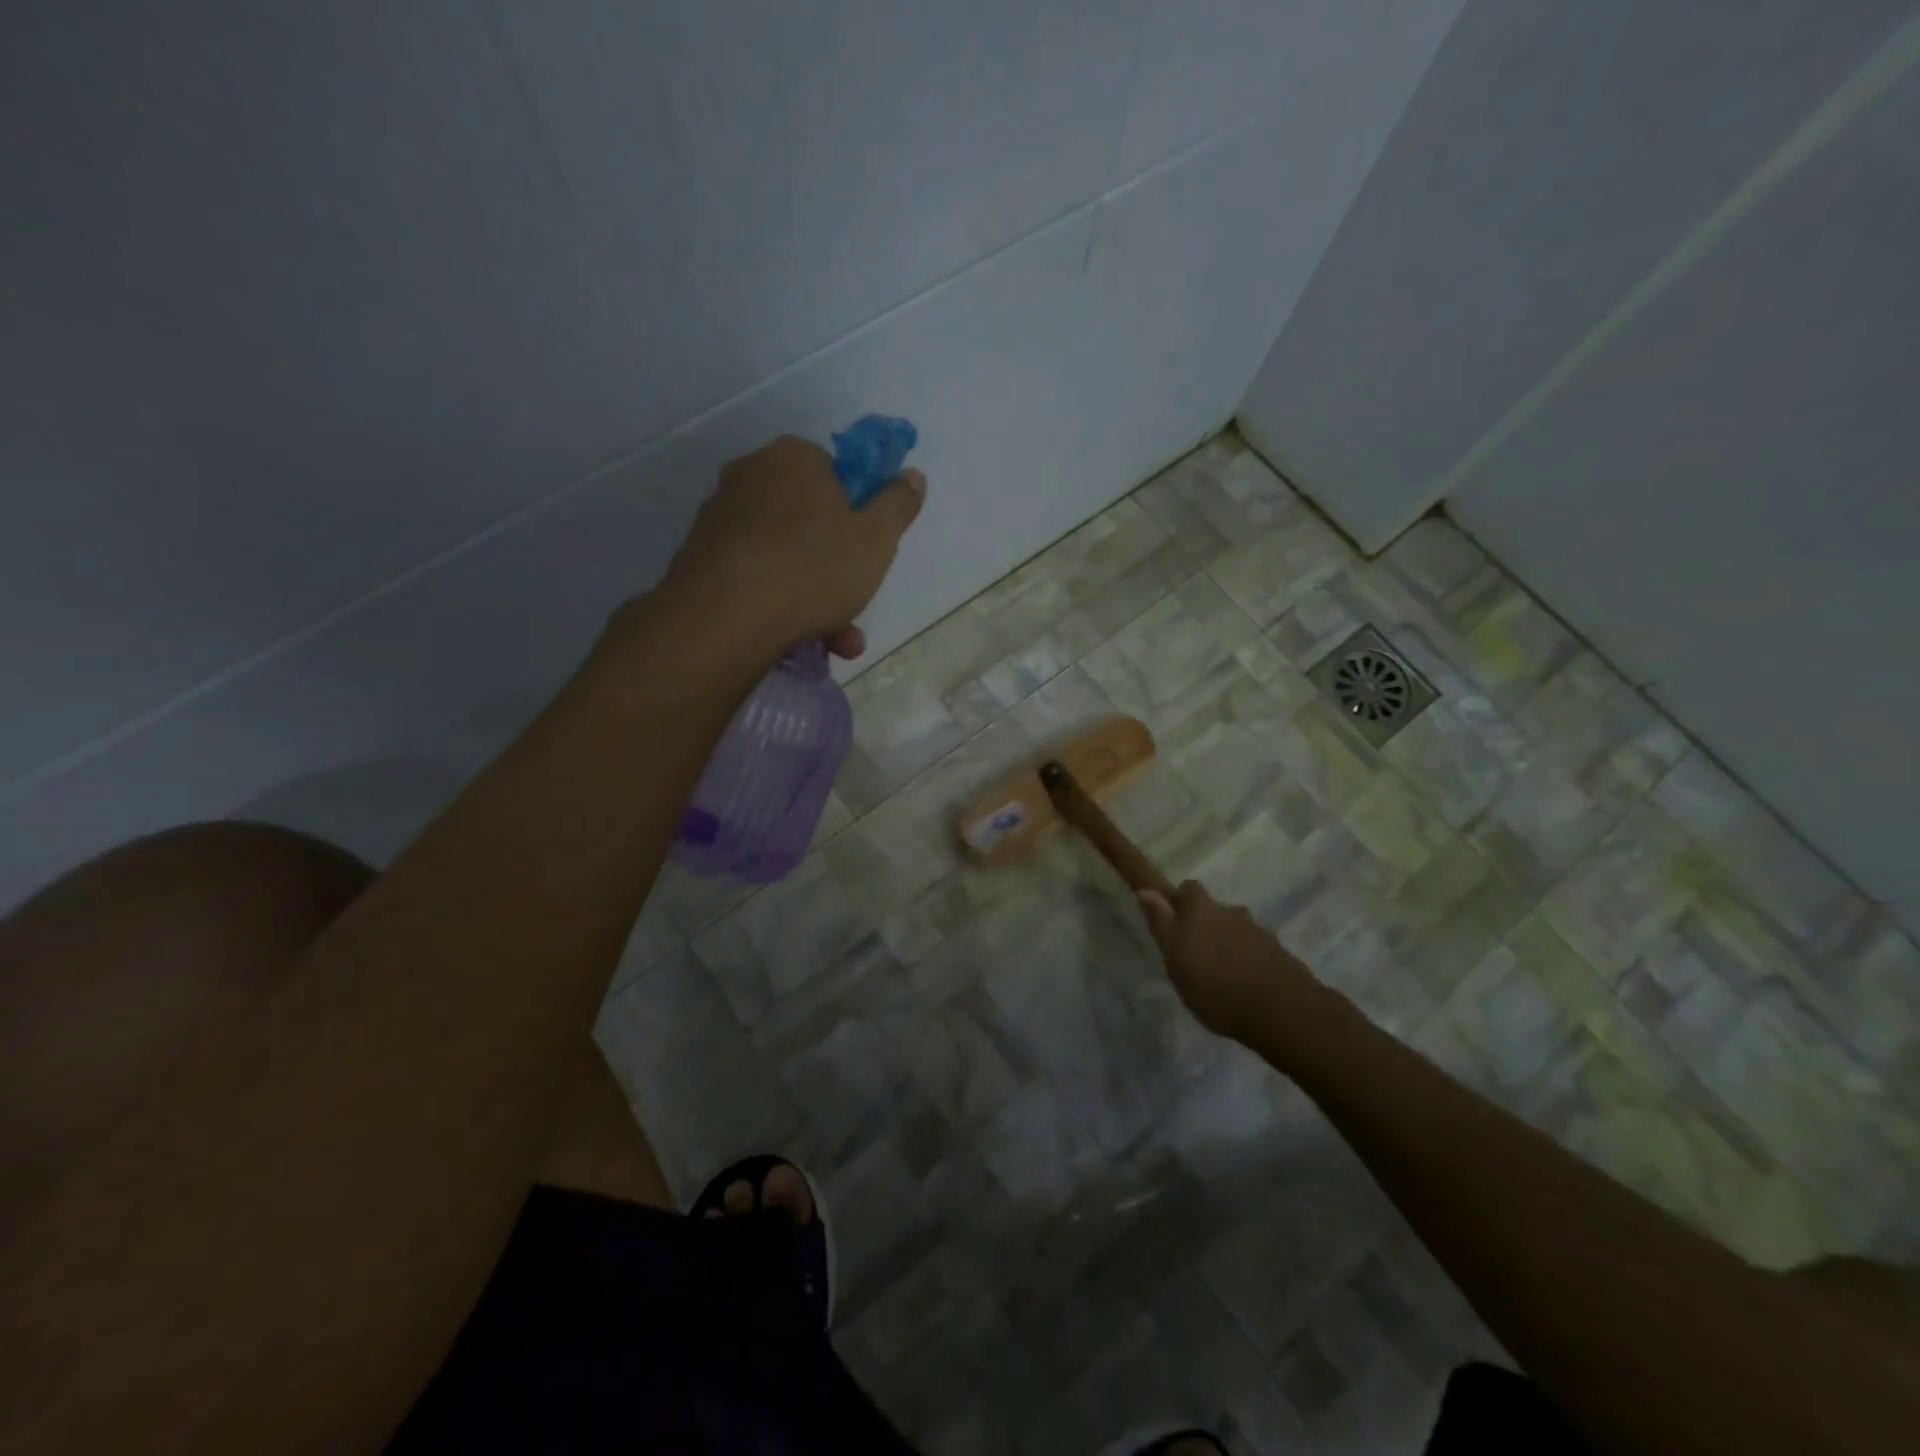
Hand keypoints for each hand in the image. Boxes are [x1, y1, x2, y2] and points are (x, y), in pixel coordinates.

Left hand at [660, 436, 924, 661]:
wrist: (725, 618)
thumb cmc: (813, 568)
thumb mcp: (877, 538)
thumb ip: (898, 504)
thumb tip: (912, 476)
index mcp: (793, 458)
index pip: (835, 474)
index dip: (857, 513)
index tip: (867, 550)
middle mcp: (750, 475)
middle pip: (809, 521)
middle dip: (838, 569)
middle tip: (854, 606)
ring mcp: (719, 518)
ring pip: (784, 557)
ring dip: (815, 599)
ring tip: (836, 641)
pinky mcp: (699, 559)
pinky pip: (755, 577)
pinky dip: (778, 604)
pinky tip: (796, 640)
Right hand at [1137, 880, 1323, 1043]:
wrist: (1281, 1011)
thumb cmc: (1214, 986)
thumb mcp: (1175, 959)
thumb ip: (1161, 924)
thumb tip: (1146, 891)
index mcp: (1202, 910)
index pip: (1188, 889)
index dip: (1180, 901)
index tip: (1173, 922)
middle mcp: (1231, 912)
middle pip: (1214, 911)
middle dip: (1205, 927)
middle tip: (1196, 957)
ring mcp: (1258, 932)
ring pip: (1235, 931)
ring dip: (1227, 946)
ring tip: (1222, 978)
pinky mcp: (1279, 954)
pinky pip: (1255, 950)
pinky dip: (1247, 962)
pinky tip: (1244, 988)